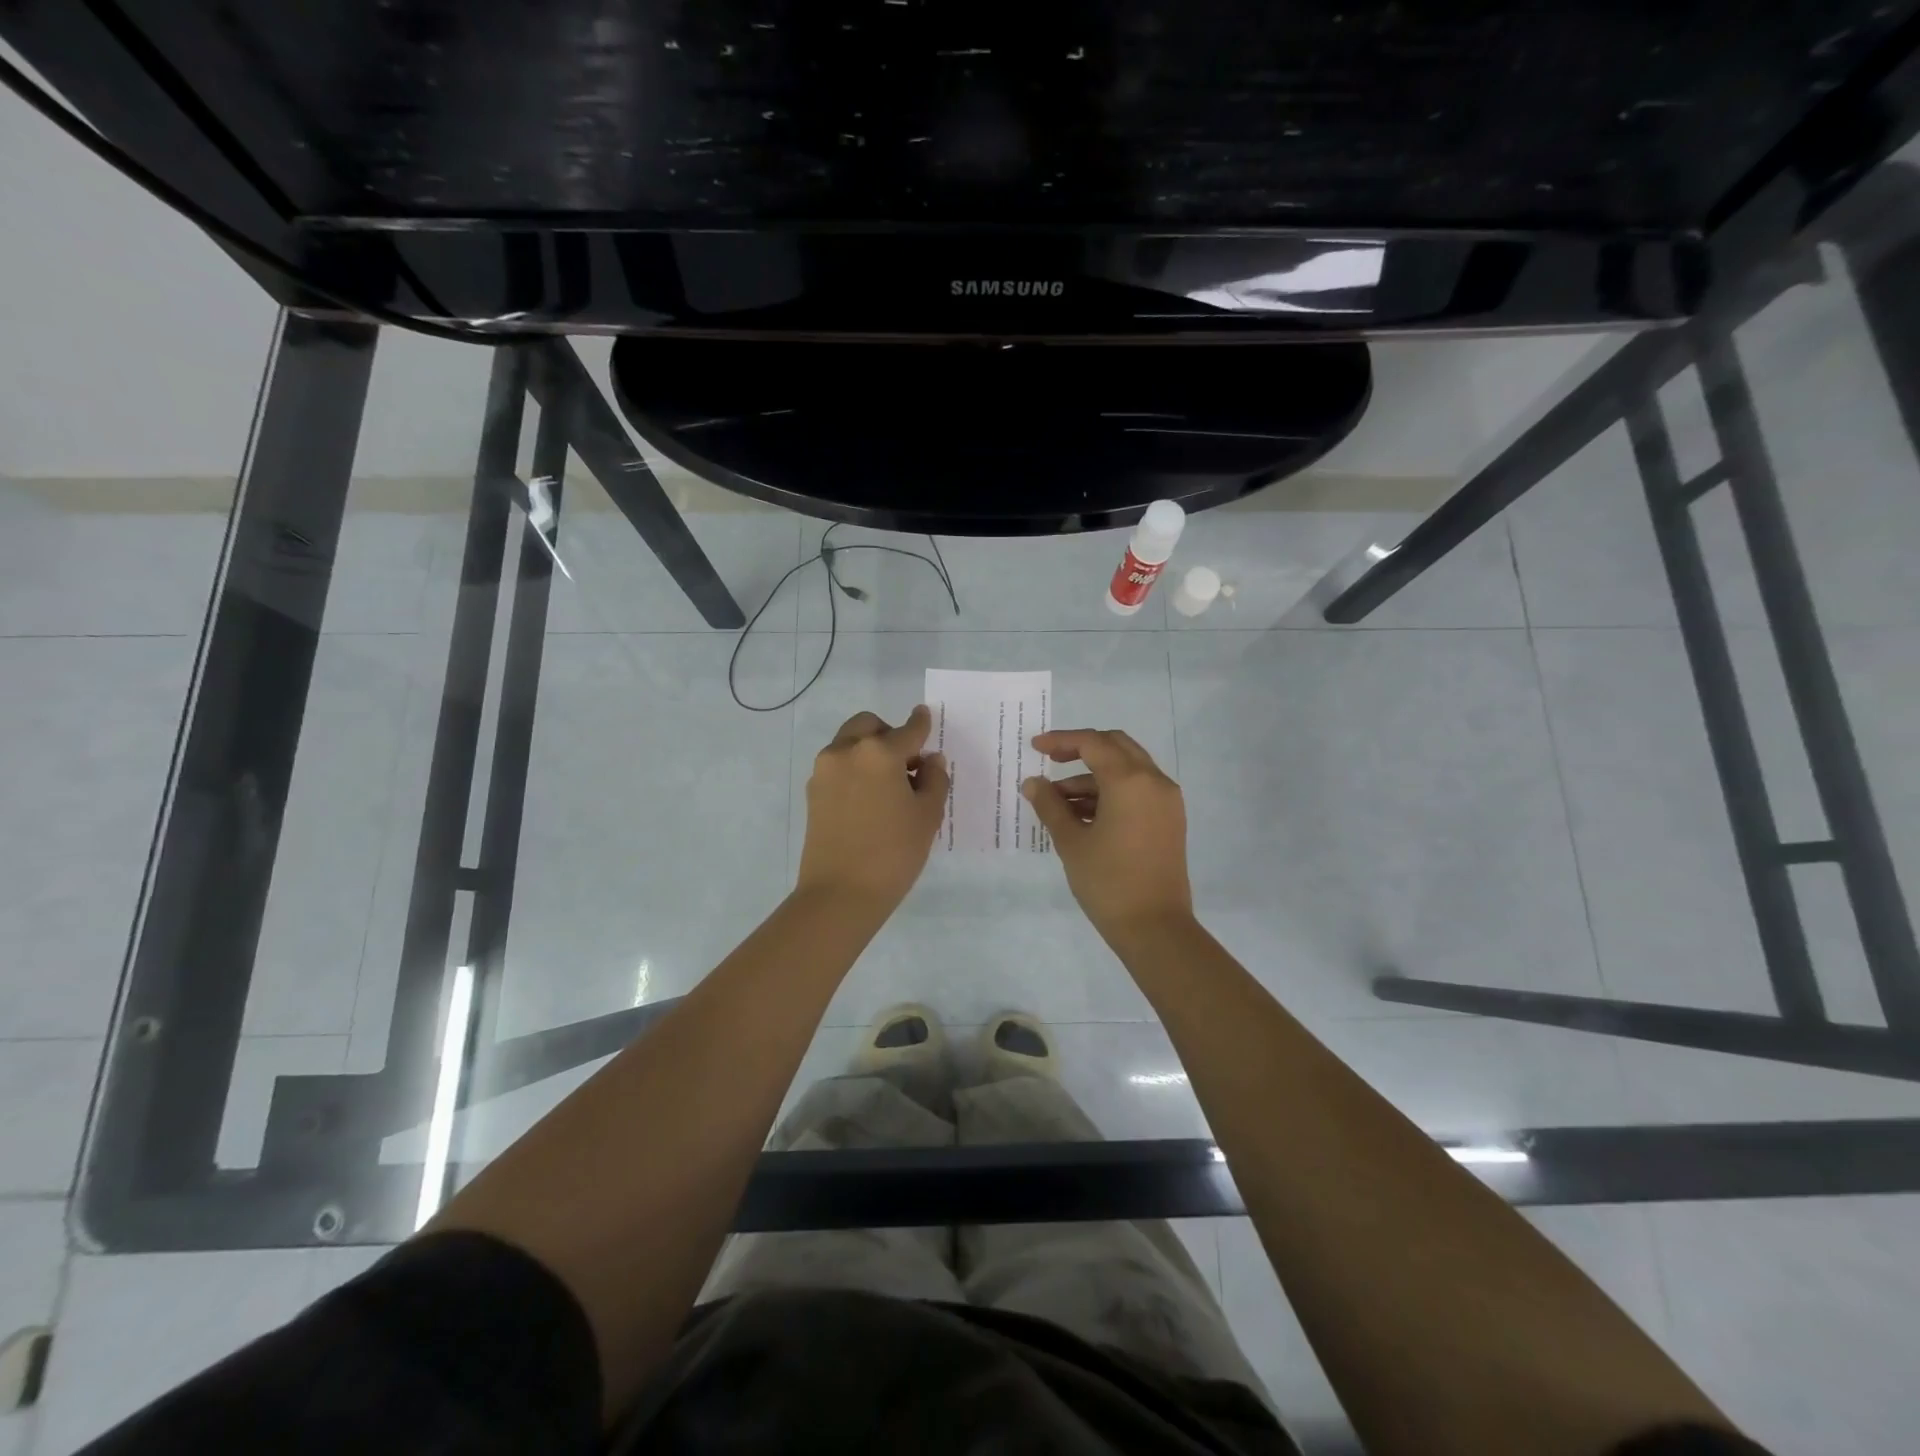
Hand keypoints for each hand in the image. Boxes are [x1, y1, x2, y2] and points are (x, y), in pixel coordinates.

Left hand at [795, 705, 950, 917]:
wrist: (840, 893)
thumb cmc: (893, 853)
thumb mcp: (927, 816)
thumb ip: (934, 780)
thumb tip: (930, 761)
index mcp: (879, 752)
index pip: (908, 730)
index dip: (921, 723)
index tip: (925, 715)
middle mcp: (847, 751)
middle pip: (869, 725)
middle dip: (888, 734)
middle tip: (907, 763)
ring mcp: (824, 771)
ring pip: (849, 743)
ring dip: (869, 750)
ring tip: (888, 784)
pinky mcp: (812, 792)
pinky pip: (838, 765)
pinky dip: (854, 768)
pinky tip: (869, 798)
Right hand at [1022, 729, 1192, 939]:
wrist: (1155, 927)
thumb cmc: (1108, 882)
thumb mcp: (1071, 842)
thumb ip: (1050, 805)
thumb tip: (1033, 783)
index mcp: (1130, 781)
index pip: (1093, 743)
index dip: (1061, 740)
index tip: (1036, 747)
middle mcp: (1154, 781)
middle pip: (1116, 746)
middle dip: (1082, 749)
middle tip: (1051, 761)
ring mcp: (1167, 800)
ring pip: (1128, 768)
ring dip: (1094, 775)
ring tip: (1059, 801)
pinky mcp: (1170, 819)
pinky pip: (1139, 789)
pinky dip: (1112, 791)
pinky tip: (1084, 814)